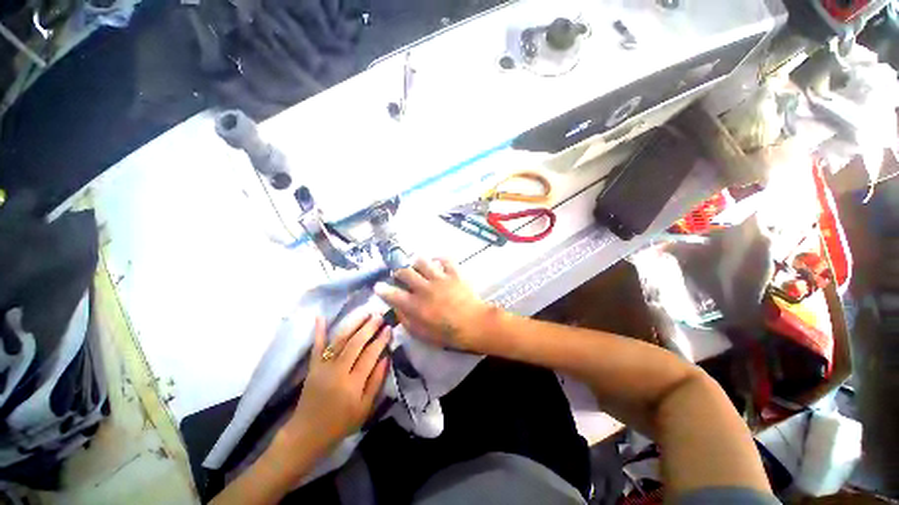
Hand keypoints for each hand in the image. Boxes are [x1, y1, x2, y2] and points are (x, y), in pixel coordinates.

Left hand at [273, 314, 390, 462]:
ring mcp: (322, 368)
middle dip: (369, 328)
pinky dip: (319, 331)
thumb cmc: (340, 424)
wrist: (306, 435)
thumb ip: (376, 382)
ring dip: (353, 324)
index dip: (381, 340)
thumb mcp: (364, 409)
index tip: (389, 328)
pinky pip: (317, 346)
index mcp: (352, 385)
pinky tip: (321, 317)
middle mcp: (337, 372)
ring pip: (339, 340)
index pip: (370, 355)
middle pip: (355, 343)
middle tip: (380, 317)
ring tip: (365, 313)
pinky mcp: (312, 367)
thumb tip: (386, 358)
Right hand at [374, 258, 496, 351]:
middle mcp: (424, 288)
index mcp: (416, 305)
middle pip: (405, 272)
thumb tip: (397, 309)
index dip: (382, 289)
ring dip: (416, 262)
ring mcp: (440, 278)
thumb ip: (407, 320)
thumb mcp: (422, 334)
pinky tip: (436, 262)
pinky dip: (438, 258)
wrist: (474, 324)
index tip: (378, 286)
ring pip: (422, 261)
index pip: (393, 294)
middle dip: (398, 272)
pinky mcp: (453, 273)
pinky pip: (444, 259)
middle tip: (400, 275)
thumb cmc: (448, 333)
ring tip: (417, 266)